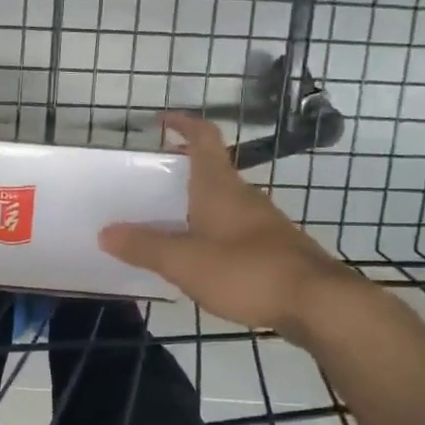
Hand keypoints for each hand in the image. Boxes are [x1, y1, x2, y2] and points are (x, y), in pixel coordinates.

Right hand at [99, 112, 355, 331]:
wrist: (318, 303)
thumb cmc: (247, 271)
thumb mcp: (184, 262)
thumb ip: (144, 246)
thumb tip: (106, 232)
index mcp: (220, 188)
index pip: (204, 138)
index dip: (184, 124)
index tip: (162, 120)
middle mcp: (244, 196)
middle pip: (211, 171)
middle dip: (182, 172)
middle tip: (150, 186)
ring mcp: (263, 223)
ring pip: (223, 203)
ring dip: (196, 206)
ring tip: (167, 226)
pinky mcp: (274, 249)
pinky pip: (234, 229)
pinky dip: (213, 233)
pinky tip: (201, 260)